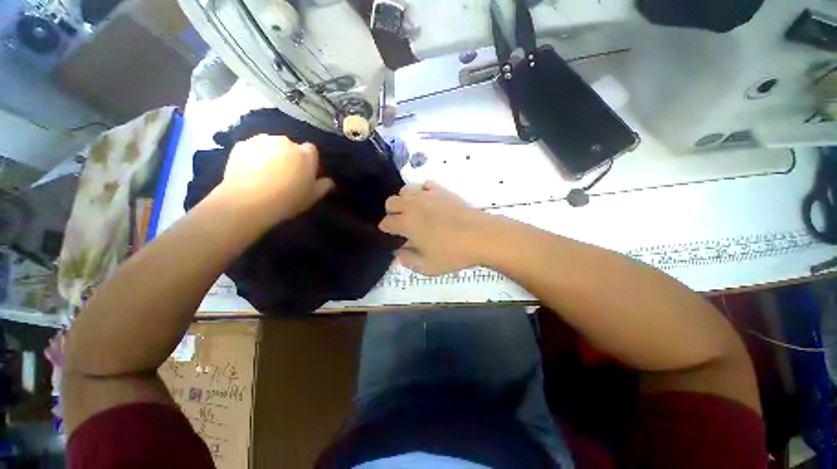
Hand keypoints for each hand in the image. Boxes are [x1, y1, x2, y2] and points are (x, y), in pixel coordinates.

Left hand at [216, 135, 333, 229]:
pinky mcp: (241, 145)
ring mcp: (262, 141)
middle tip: (284, 174)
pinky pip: (252, 149)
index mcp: (306, 154)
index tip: (304, 173)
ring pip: (270, 146)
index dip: (308, 161)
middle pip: (290, 147)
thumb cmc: (288, 199)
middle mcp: (286, 141)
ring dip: (270, 155)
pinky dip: (253, 157)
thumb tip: (329, 181)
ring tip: (264, 173)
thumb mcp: (312, 197)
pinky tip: (250, 172)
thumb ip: (323, 186)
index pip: (311, 150)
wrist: (250, 201)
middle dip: (288, 156)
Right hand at [379, 181, 491, 275]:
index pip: (386, 222)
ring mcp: (427, 195)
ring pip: (405, 190)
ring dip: (404, 200)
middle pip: (391, 202)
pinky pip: (425, 184)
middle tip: (402, 224)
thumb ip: (407, 259)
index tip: (392, 235)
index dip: (386, 229)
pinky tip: (429, 202)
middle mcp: (412, 205)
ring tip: (413, 211)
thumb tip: (399, 251)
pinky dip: (422, 192)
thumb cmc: (452, 253)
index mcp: (406, 223)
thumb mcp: (427, 266)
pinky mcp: (442, 190)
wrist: (480, 236)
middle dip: (392, 213)